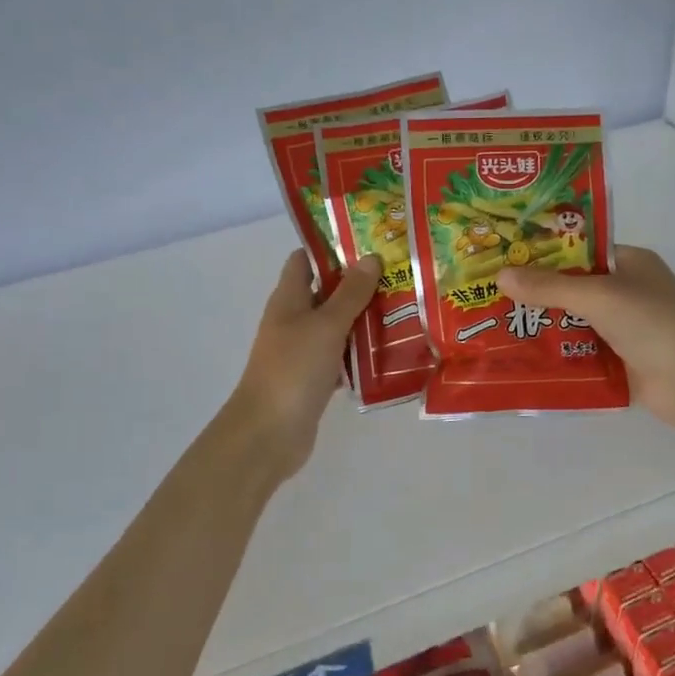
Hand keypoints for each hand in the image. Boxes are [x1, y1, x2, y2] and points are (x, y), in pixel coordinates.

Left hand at [227, 250, 380, 480]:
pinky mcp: (314, 378)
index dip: (331, 248)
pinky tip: (391, 352)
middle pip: (326, 292)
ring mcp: (302, 351)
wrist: (269, 433)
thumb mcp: (326, 325)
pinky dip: (361, 353)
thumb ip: (350, 293)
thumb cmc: (294, 369)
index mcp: (289, 298)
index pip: (305, 260)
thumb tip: (370, 257)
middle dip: (359, 284)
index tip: (368, 242)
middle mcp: (293, 320)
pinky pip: (341, 357)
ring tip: (405, 308)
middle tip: (400, 275)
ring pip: (337, 326)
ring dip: (364, 319)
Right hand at [497, 246, 674, 438]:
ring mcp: (625, 329)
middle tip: (489, 292)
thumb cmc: (652, 323)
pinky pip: (580, 352)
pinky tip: (521, 356)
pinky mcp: (620, 361)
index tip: (504, 256)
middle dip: (536, 292)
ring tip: (494, 324)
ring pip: (574, 321)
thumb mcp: (598, 295)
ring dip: (543, 325)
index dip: (544, 252)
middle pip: (573, 287)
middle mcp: (627, 292)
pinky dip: (556, 354)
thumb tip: (500, 275)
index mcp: (630, 263)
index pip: (580, 250)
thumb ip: (549, 286)